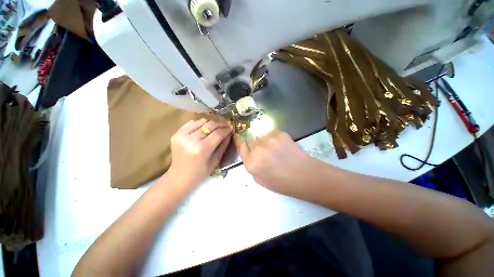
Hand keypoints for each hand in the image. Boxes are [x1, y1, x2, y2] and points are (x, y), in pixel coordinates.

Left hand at [167, 118, 231, 186]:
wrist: (178, 177)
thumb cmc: (199, 173)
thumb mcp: (215, 161)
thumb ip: (223, 145)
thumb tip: (229, 133)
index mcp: (202, 149)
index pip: (218, 133)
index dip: (226, 129)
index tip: (232, 128)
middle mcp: (191, 140)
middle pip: (210, 125)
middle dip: (220, 124)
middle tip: (226, 125)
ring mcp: (182, 135)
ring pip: (201, 121)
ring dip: (211, 123)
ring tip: (216, 127)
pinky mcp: (176, 134)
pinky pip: (192, 123)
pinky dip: (200, 124)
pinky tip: (204, 129)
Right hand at [234, 131, 319, 196]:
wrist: (303, 175)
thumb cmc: (281, 182)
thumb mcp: (260, 179)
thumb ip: (251, 165)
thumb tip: (249, 154)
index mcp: (251, 163)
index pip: (240, 147)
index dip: (238, 141)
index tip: (237, 136)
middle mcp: (257, 149)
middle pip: (250, 141)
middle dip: (255, 146)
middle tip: (265, 152)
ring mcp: (268, 140)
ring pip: (261, 137)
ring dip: (265, 142)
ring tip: (275, 150)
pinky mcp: (279, 134)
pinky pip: (271, 134)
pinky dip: (274, 139)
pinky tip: (282, 146)